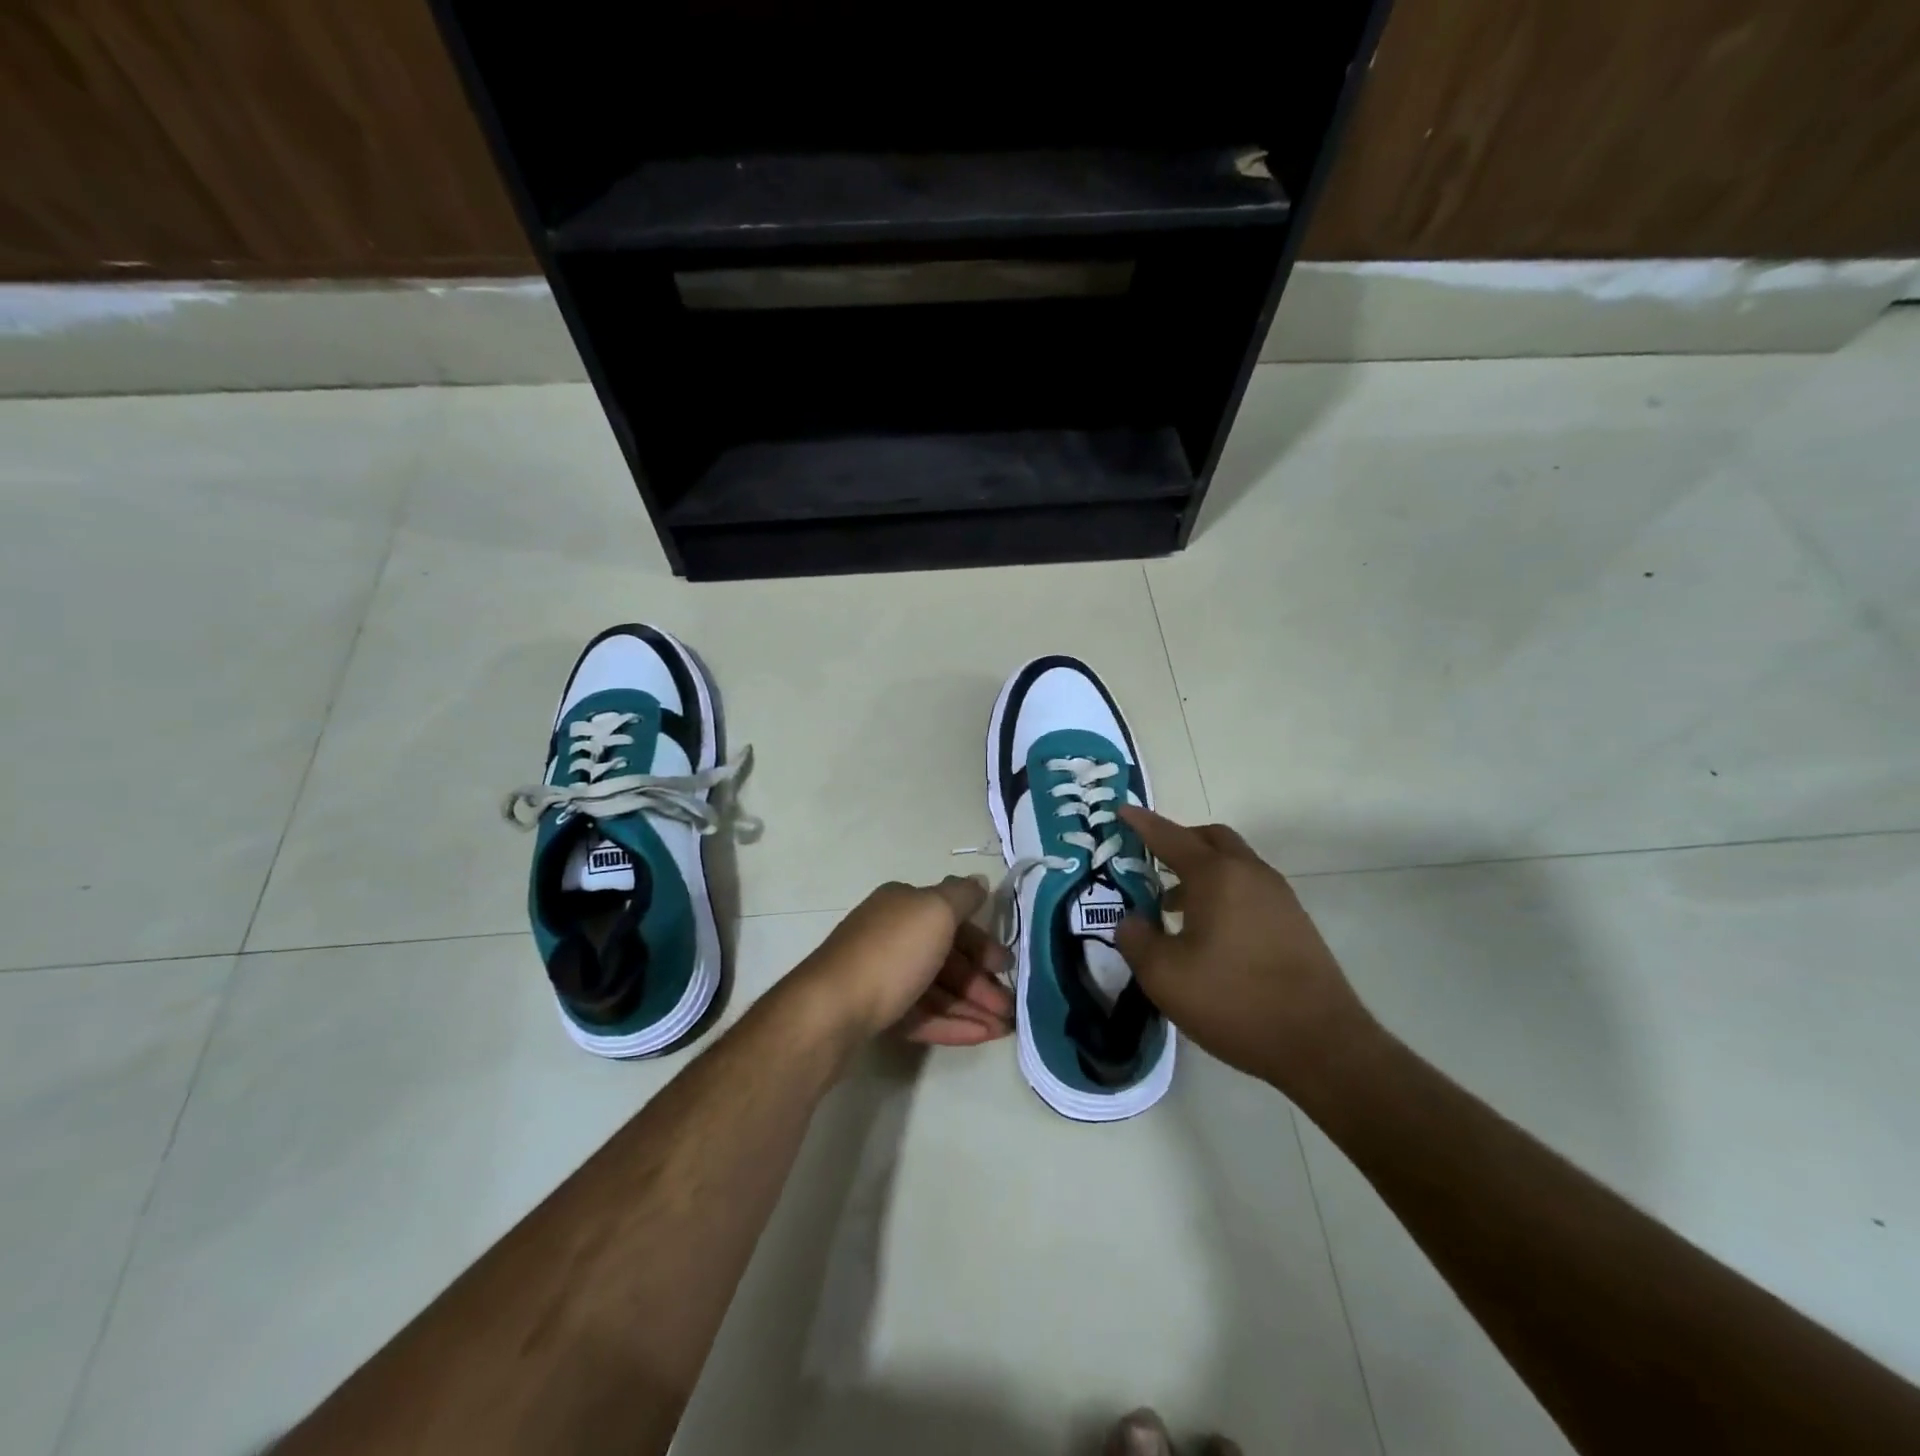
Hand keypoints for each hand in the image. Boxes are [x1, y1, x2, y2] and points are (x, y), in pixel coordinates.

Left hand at [794, 877, 1013, 1046]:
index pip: (952, 918)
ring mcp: (883, 976)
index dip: (983, 940)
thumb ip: (962, 896)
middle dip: (981, 980)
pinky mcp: (877, 1012)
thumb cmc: (890, 953)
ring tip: (1003, 1029)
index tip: (1007, 965)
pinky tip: (981, 1037)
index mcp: (903, 905)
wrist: (831, 1010)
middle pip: (947, 956)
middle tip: (1010, 1006)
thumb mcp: (934, 912)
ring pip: (937, 989)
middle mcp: (892, 934)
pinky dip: (952, 1023)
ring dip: (973, 1006)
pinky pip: (923, 1014)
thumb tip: (978, 881)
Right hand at [1113, 807, 1376, 1096]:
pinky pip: (1249, 888)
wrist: (1321, 1044)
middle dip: (1177, 841)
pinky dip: (1222, 892)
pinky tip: (1208, 933)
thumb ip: (1135, 938)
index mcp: (1216, 875)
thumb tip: (1131, 919)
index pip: (1170, 836)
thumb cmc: (1234, 1001)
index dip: (1142, 823)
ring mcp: (1278, 896)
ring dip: (1201, 871)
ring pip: (1233, 864)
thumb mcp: (1164, 975)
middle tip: (1150, 862)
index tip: (1122, 811)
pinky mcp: (1294, 922)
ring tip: (1172, 906)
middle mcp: (1250, 873)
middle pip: (1210, 839)